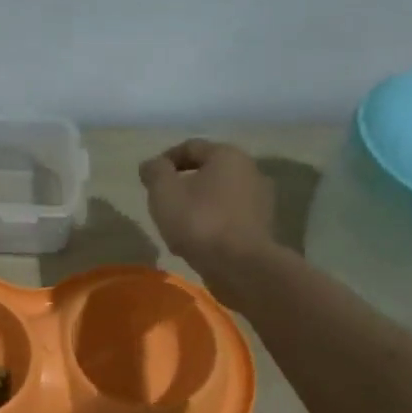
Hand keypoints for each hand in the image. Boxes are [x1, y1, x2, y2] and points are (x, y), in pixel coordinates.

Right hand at [138, 139, 276, 271]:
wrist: (240, 265)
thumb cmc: (199, 221)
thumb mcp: (164, 193)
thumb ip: (155, 172)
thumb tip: (151, 164)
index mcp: (227, 155)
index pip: (191, 147)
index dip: (166, 160)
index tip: (149, 179)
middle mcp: (250, 170)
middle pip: (208, 170)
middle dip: (183, 183)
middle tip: (163, 202)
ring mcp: (260, 200)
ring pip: (220, 195)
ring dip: (199, 204)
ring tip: (178, 224)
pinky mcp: (262, 226)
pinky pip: (230, 216)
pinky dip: (213, 222)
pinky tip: (198, 240)